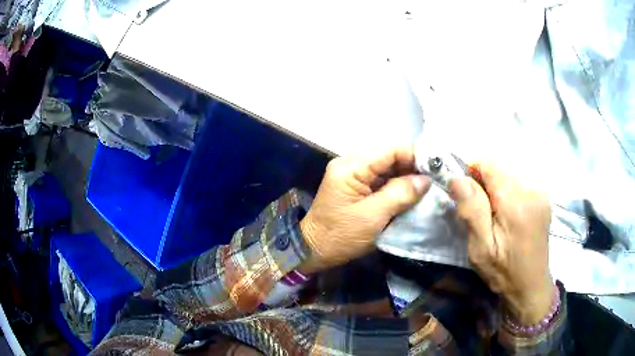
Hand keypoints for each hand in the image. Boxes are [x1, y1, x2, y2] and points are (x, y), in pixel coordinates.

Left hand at [299, 147, 430, 273]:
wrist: (313, 250)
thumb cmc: (340, 236)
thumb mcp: (373, 217)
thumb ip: (400, 194)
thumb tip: (425, 180)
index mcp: (350, 167)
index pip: (389, 148)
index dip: (414, 156)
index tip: (433, 171)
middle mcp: (350, 163)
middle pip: (388, 154)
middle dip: (412, 166)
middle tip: (432, 181)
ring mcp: (352, 173)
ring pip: (386, 165)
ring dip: (406, 175)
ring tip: (424, 188)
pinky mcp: (355, 184)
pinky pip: (380, 177)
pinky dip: (396, 183)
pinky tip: (410, 193)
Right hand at [449, 163, 553, 325]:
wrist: (531, 286)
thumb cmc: (504, 271)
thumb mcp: (481, 248)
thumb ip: (471, 210)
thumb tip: (457, 178)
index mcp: (516, 201)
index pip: (489, 162)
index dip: (471, 170)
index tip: (464, 194)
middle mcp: (532, 189)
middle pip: (499, 167)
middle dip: (483, 182)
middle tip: (478, 213)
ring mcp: (540, 192)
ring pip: (508, 173)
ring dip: (495, 188)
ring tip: (493, 216)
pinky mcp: (543, 197)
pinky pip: (519, 182)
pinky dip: (507, 192)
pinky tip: (507, 216)